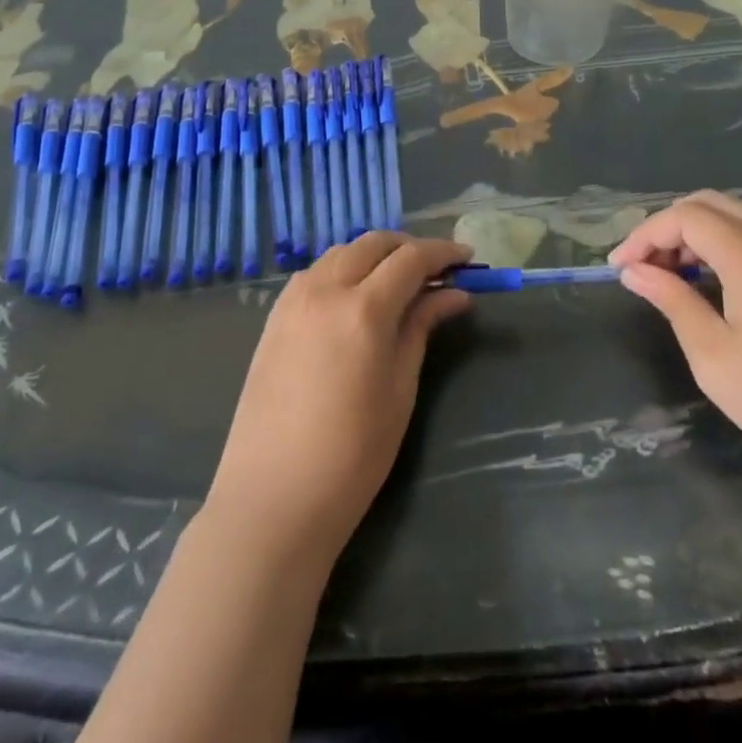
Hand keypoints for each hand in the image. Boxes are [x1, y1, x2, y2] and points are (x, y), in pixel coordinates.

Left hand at [205, 233, 472, 561]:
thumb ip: (422, 328)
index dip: (443, 252)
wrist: (273, 498)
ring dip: (374, 255)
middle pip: (373, 244)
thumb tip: (455, 294)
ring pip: (341, 252)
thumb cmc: (352, 453)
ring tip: (398, 281)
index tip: (468, 257)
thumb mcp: (401, 388)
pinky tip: (355, 296)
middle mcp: (325, 290)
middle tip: (437, 269)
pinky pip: (315, 273)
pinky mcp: (274, 318)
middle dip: (409, 247)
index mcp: (363, 308)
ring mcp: (293, 301)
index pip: (411, 258)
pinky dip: (343, 269)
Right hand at [609, 191, 741, 484]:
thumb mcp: (712, 354)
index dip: (644, 235)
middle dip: (666, 227)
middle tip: (643, 267)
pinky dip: (718, 243)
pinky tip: (705, 280)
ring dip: (692, 233)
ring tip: (667, 274)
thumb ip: (672, 300)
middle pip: (707, 203)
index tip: (619, 269)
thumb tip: (634, 271)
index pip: (684, 217)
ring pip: (730, 215)